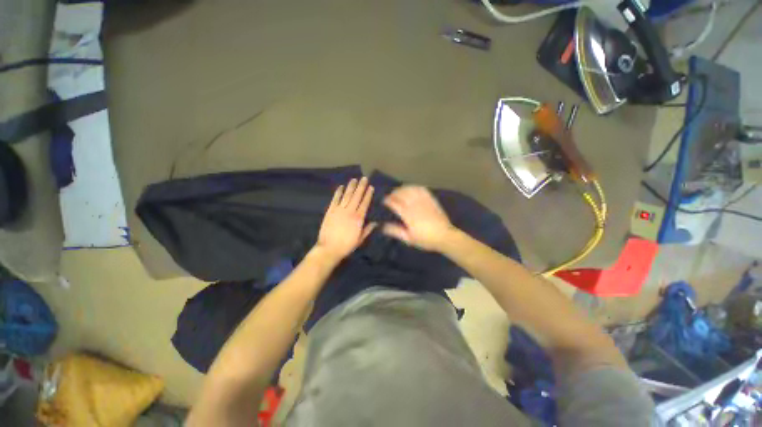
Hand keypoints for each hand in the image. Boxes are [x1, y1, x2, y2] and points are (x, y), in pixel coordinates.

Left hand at [315, 177, 375, 262]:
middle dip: (361, 186)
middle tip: (364, 178)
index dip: (368, 195)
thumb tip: (376, 222)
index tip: (371, 187)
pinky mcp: (330, 211)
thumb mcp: (360, 239)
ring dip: (351, 187)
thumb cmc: (346, 245)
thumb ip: (368, 229)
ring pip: (346, 196)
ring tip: (354, 179)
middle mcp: (350, 211)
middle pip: (356, 196)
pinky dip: (338, 192)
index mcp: (358, 218)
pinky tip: (341, 187)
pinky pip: (335, 199)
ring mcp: (339, 210)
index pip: (365, 203)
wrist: (329, 248)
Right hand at [382, 186, 455, 250]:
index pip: (395, 203)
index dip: (388, 200)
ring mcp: (424, 201)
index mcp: (408, 215)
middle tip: (390, 196)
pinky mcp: (431, 199)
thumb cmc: (425, 239)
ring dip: (403, 188)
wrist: (445, 236)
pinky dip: (414, 187)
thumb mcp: (408, 239)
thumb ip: (395, 231)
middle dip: (394, 193)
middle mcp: (415, 205)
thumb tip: (383, 226)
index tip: (384, 201)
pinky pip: (422, 189)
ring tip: (399, 191)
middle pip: (402, 194)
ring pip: (411, 189)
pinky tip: (412, 188)